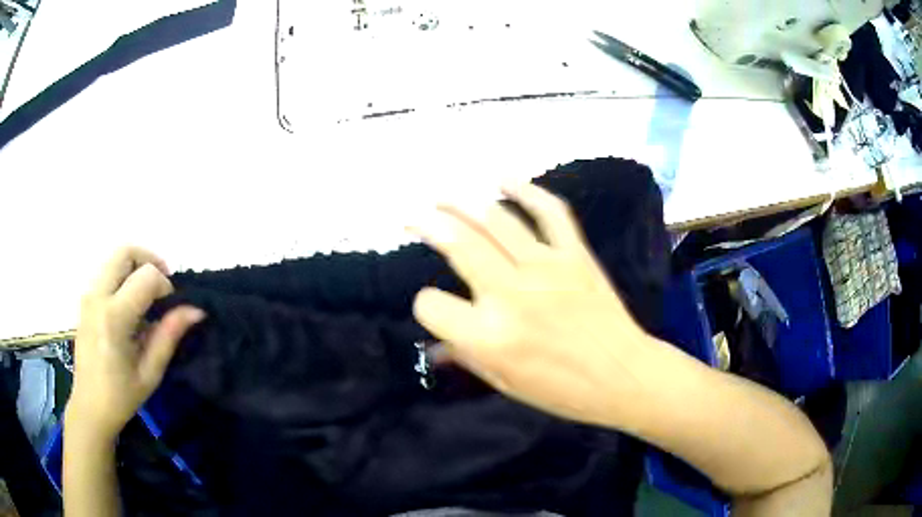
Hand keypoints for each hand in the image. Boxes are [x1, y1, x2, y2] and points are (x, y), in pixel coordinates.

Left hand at [69, 247, 204, 439]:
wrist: (90, 406)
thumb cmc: (122, 396)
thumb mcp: (150, 372)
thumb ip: (169, 334)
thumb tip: (195, 310)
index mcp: (114, 317)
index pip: (146, 277)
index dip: (165, 285)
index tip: (171, 308)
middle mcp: (98, 296)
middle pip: (125, 252)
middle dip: (149, 260)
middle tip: (163, 285)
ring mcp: (88, 295)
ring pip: (115, 258)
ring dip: (136, 267)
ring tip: (148, 295)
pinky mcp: (85, 299)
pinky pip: (107, 272)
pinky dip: (124, 276)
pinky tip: (131, 304)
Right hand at [411, 184, 653, 426]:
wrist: (623, 375)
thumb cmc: (562, 390)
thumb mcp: (505, 384)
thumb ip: (465, 356)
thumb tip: (436, 345)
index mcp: (489, 336)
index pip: (431, 304)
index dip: (426, 305)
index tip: (436, 307)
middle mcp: (512, 294)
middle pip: (458, 244)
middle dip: (427, 225)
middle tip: (414, 217)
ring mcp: (546, 267)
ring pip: (496, 220)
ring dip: (463, 202)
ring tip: (444, 197)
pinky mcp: (575, 254)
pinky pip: (549, 211)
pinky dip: (526, 190)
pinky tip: (503, 179)